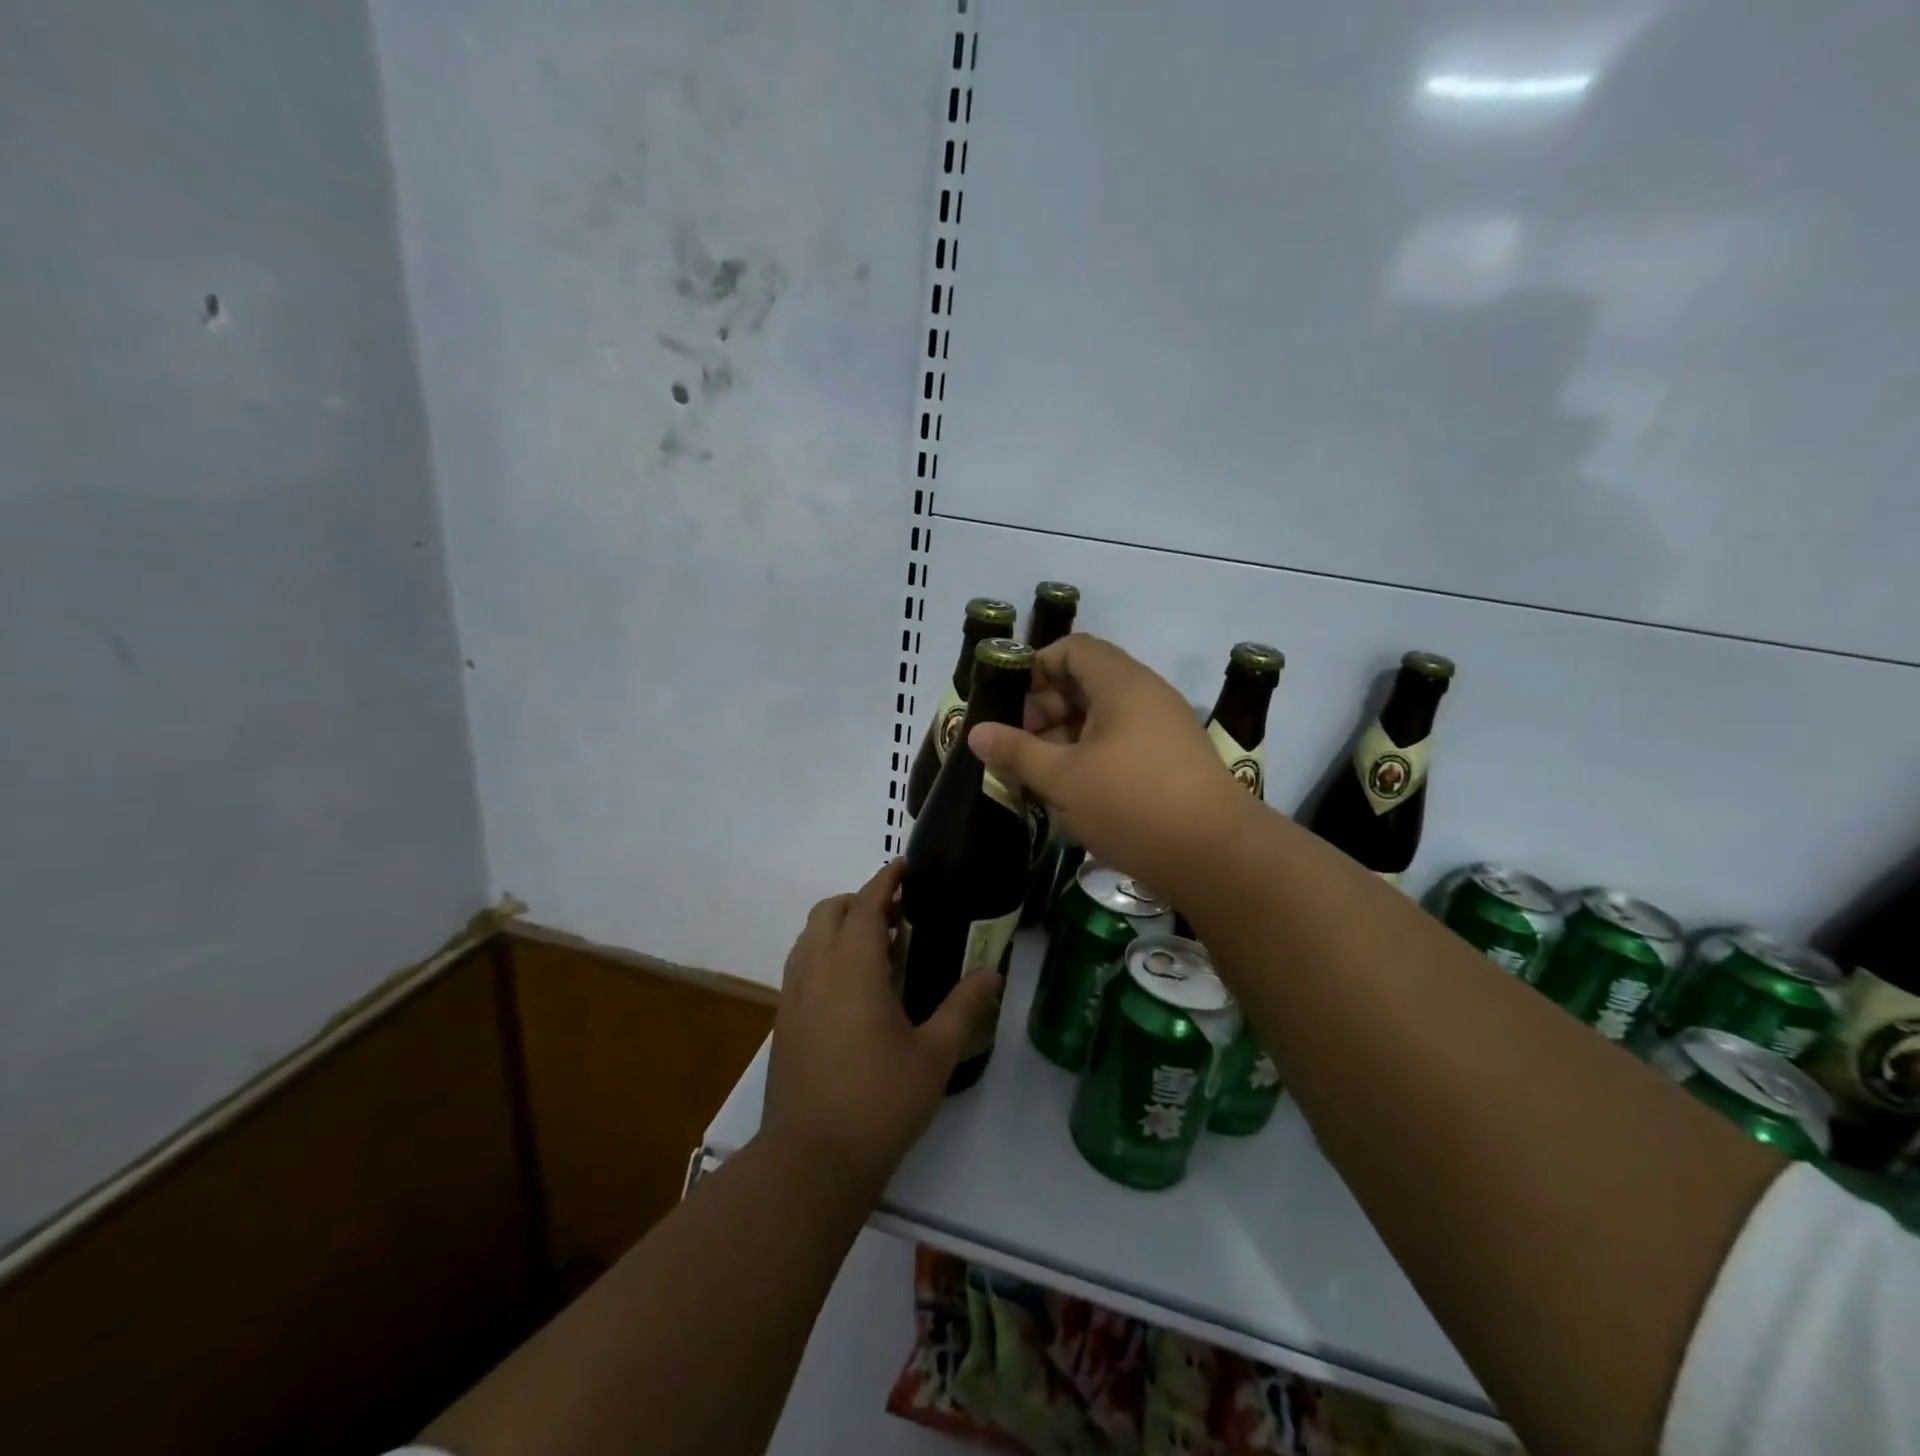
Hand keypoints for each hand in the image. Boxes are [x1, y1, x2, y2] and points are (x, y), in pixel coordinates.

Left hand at [762, 860, 1002, 1191]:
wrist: (811, 1160)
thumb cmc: (879, 1102)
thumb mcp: (934, 1055)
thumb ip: (963, 1007)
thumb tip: (991, 973)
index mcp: (852, 967)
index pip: (866, 903)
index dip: (885, 879)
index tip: (904, 867)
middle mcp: (816, 970)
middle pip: (829, 911)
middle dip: (860, 900)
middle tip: (897, 914)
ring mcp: (793, 995)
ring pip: (810, 936)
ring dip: (839, 925)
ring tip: (878, 947)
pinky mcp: (783, 1020)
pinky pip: (801, 964)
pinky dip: (824, 952)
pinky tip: (853, 987)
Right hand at [967, 634, 1255, 899]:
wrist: (1216, 856)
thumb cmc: (1132, 803)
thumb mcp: (1063, 778)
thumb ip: (1017, 752)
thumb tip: (976, 732)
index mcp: (1122, 684)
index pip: (1072, 650)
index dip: (1035, 668)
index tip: (1006, 703)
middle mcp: (1146, 697)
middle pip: (1085, 682)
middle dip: (1044, 709)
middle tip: (1014, 745)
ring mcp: (1162, 730)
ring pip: (1101, 718)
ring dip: (1063, 738)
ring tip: (1034, 772)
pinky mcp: (1170, 763)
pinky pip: (1120, 744)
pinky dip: (1089, 757)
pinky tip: (1069, 791)